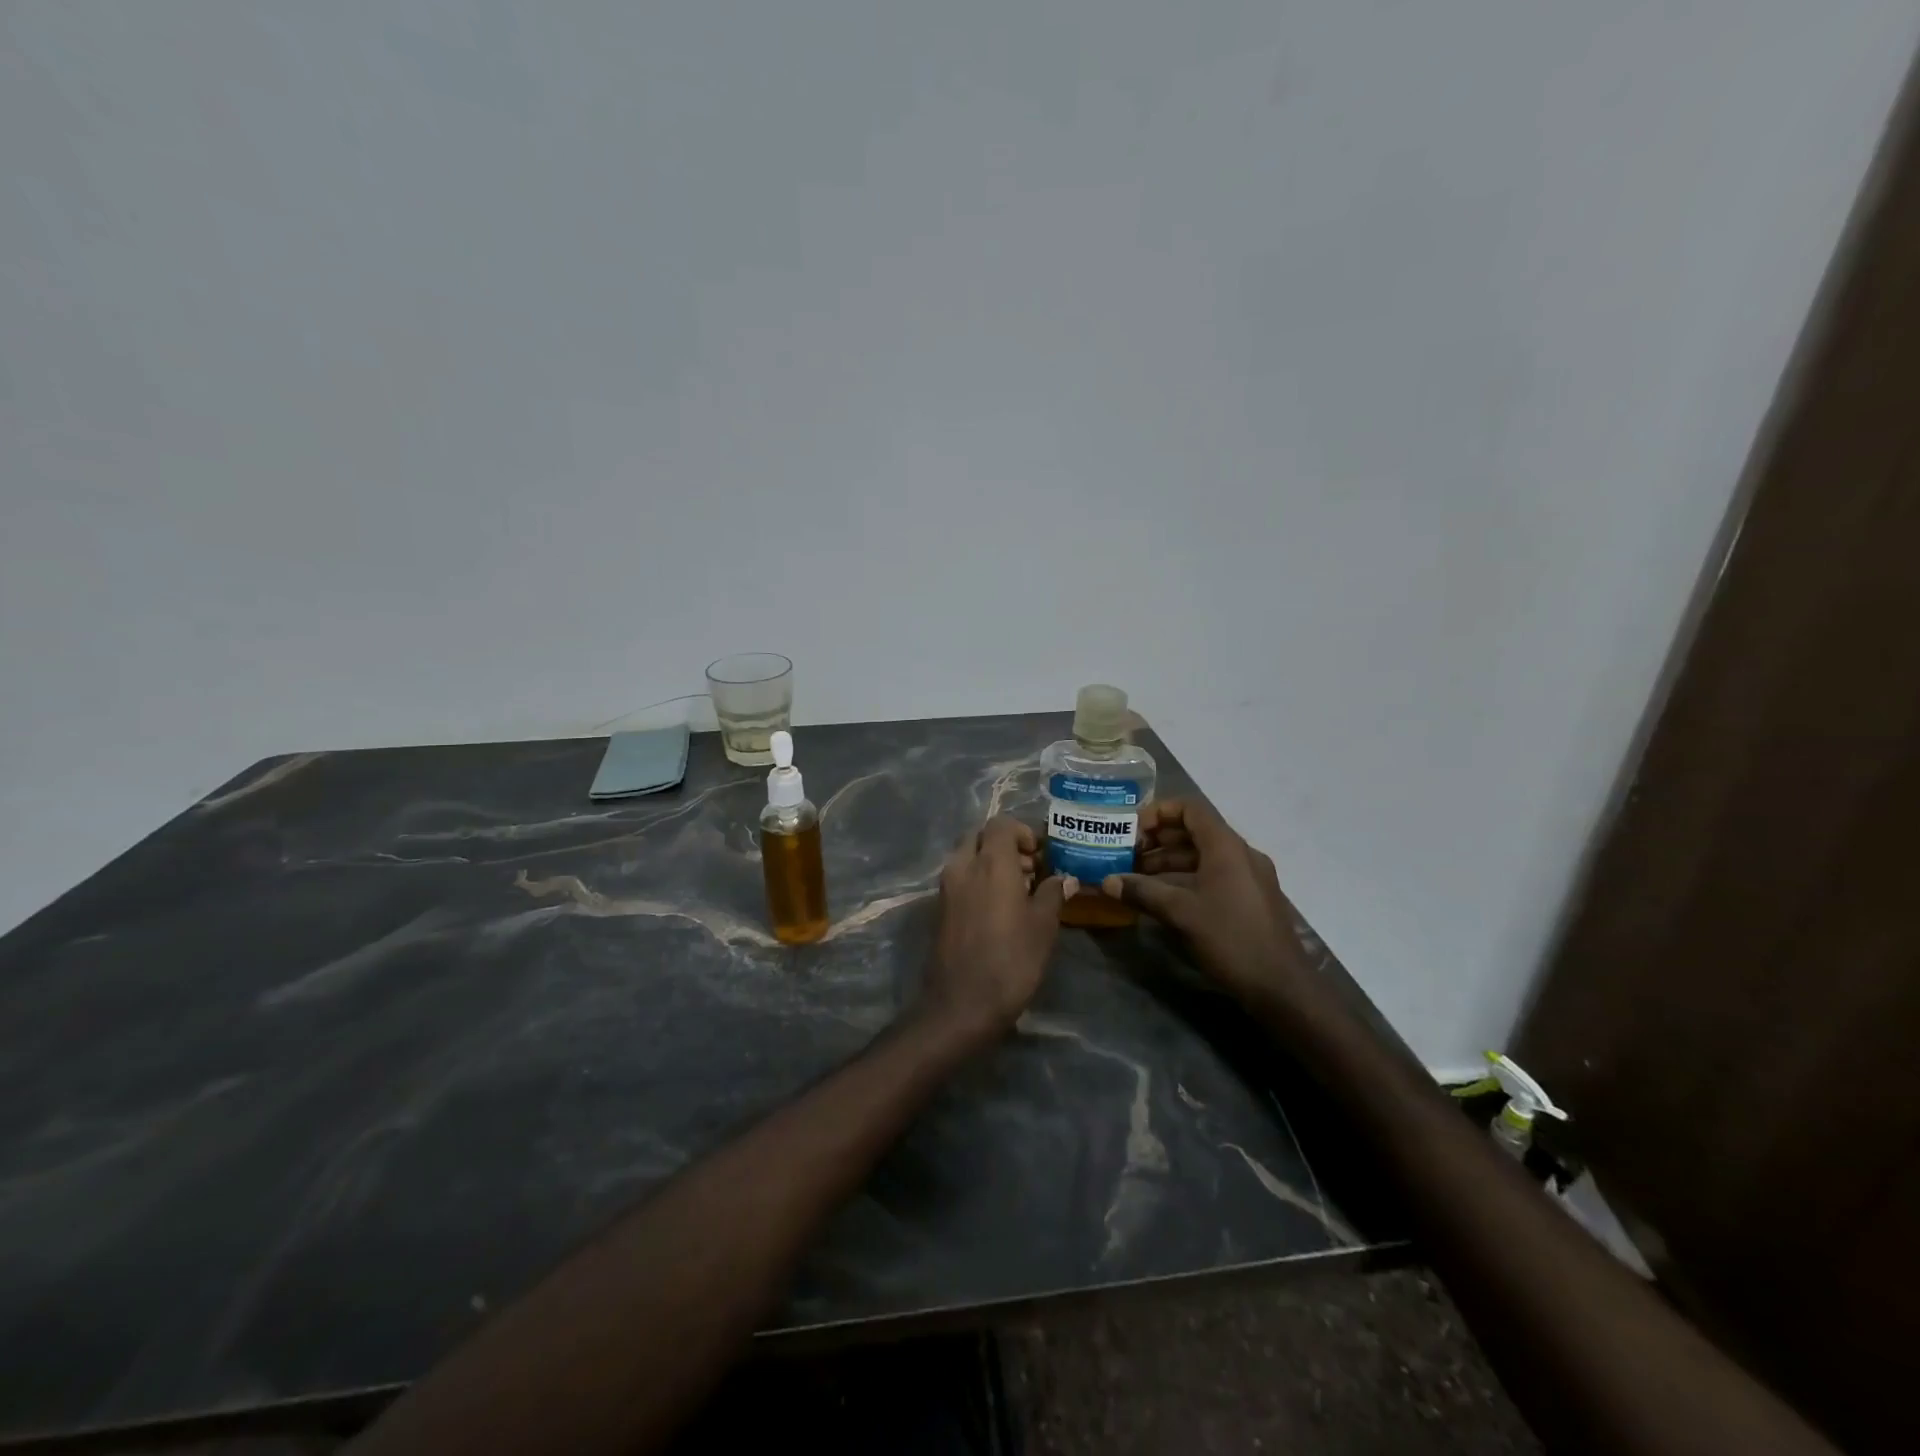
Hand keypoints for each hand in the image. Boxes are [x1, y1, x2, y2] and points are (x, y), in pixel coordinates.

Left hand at [922, 816, 1071, 1041]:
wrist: (961, 1004)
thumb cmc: (1010, 961)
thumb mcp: (1043, 927)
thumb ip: (1053, 894)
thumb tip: (1064, 878)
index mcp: (990, 862)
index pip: (1002, 824)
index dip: (1024, 832)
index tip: (1042, 855)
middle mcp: (963, 866)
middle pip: (982, 836)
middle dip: (1006, 845)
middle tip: (1032, 870)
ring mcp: (946, 887)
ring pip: (968, 856)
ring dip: (992, 862)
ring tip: (1020, 891)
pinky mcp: (939, 907)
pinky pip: (960, 878)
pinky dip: (978, 879)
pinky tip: (1000, 908)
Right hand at [1102, 799, 1316, 1013]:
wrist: (1281, 986)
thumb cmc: (1230, 938)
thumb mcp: (1180, 913)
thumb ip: (1142, 892)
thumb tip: (1107, 882)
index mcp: (1227, 846)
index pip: (1190, 809)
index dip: (1158, 813)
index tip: (1132, 831)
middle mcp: (1240, 854)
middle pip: (1194, 831)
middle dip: (1158, 840)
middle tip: (1127, 855)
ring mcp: (1248, 876)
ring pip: (1202, 856)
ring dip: (1168, 862)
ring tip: (1136, 877)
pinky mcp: (1249, 898)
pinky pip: (1213, 874)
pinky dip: (1185, 878)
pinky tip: (1162, 896)